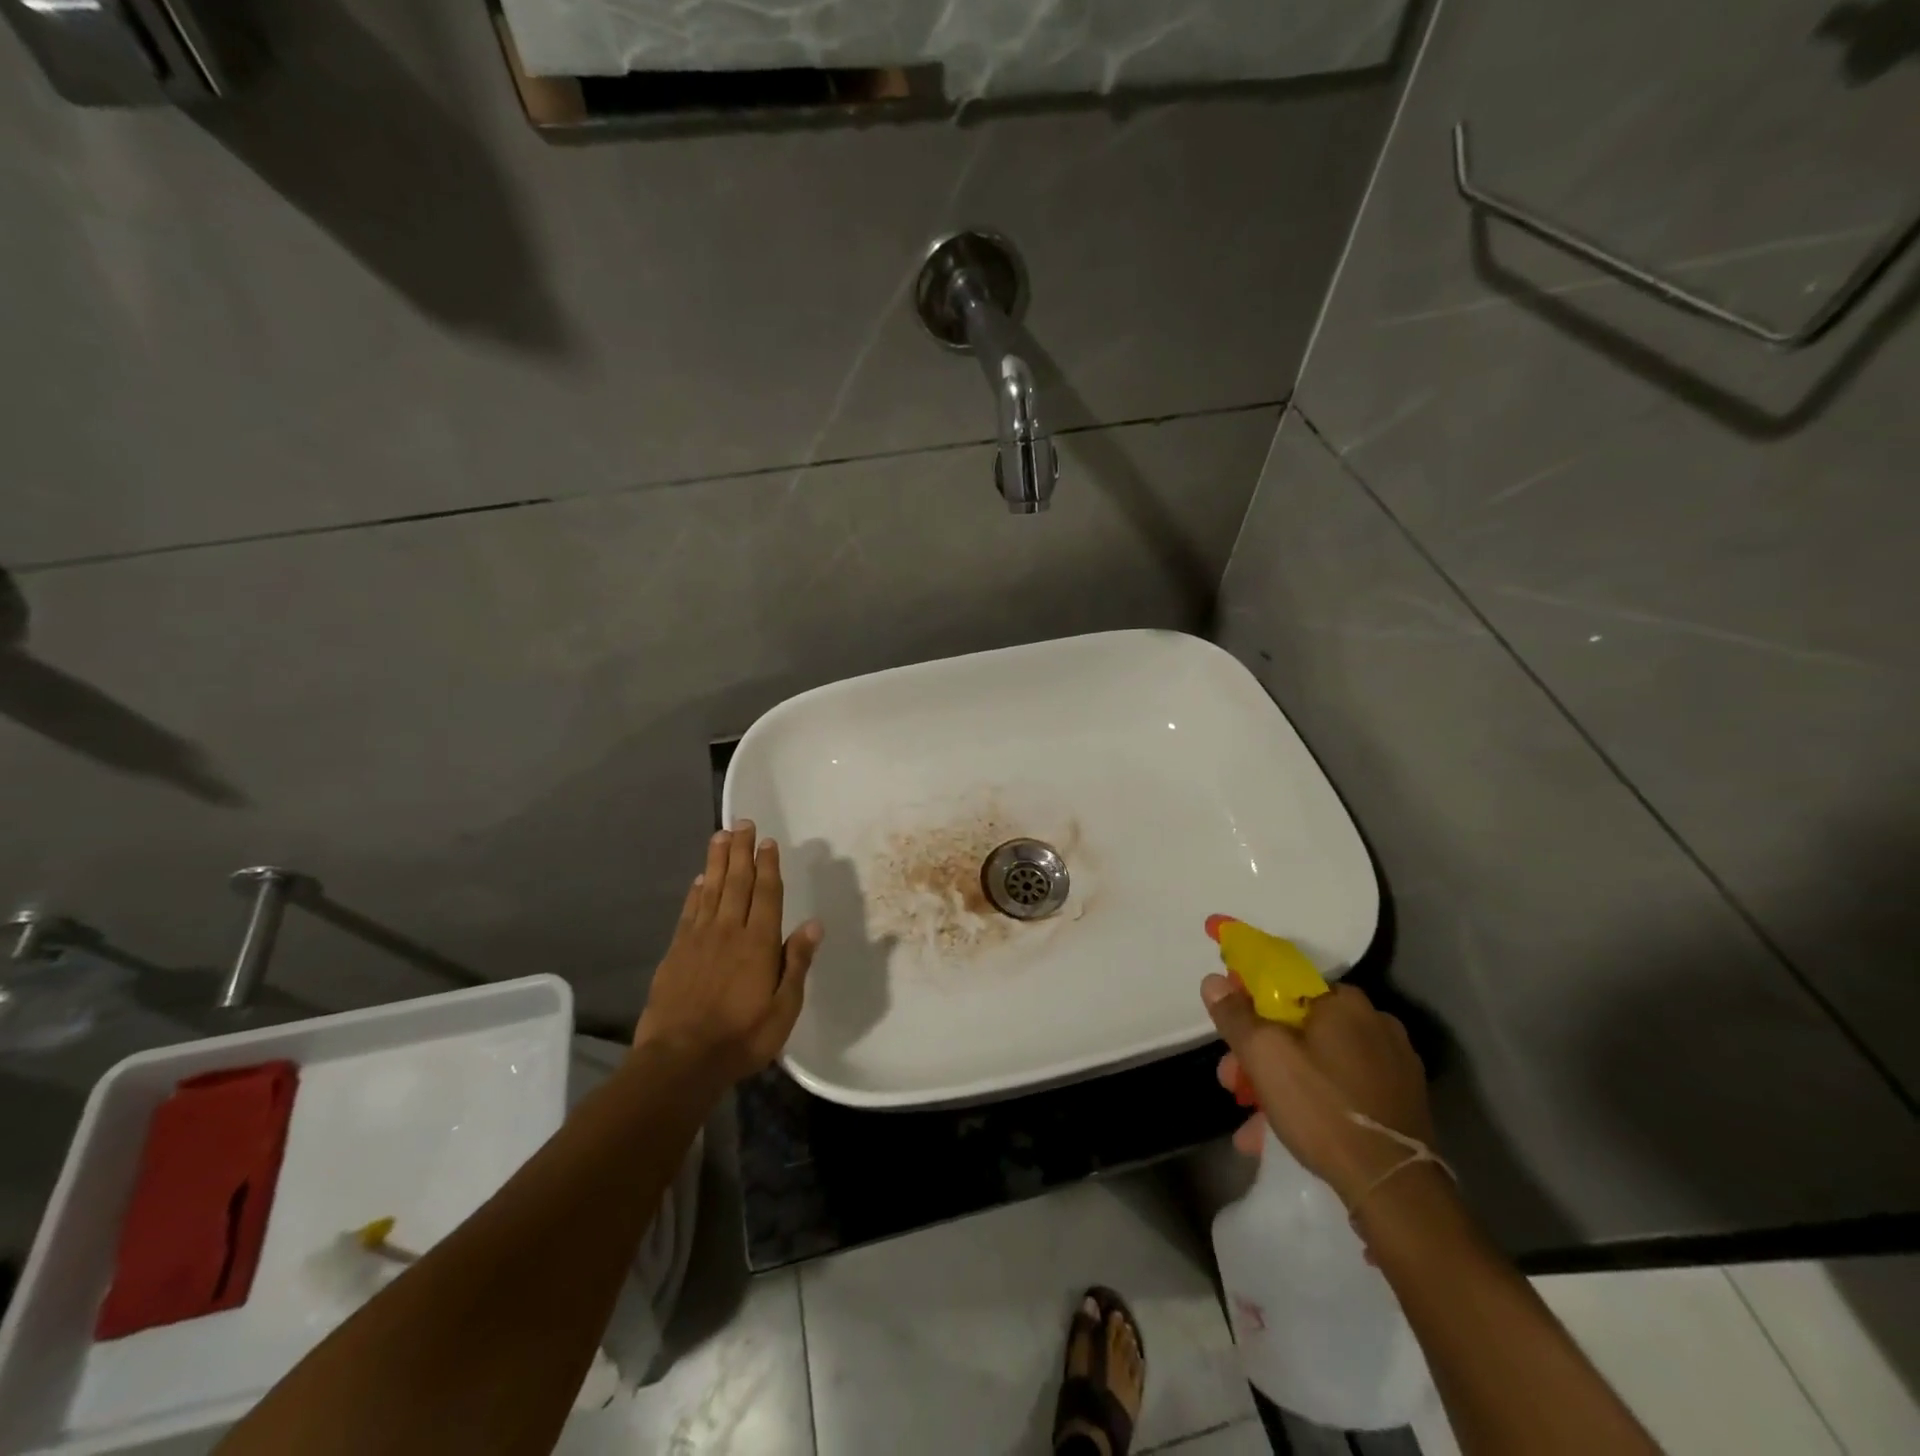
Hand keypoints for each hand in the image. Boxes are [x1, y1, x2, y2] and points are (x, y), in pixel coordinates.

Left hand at [634, 821, 823, 1087]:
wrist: (681, 1060)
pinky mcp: (676, 952)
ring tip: (720, 836)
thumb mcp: (784, 1008)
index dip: (768, 866)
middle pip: (737, 882)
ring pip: (710, 890)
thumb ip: (796, 963)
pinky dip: (695, 892)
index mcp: (759, 943)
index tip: (768, 841)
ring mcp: (699, 939)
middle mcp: (729, 931)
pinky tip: (699, 879)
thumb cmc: (742, 1037)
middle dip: (741, 851)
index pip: (766, 894)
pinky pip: (689, 912)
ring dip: (717, 861)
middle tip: (742, 822)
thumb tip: (814, 924)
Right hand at [1203, 977, 1435, 1207]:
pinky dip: (1313, 1104)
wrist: (1394, 1188)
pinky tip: (1283, 1135)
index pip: (1288, 984)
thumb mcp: (1263, 1056)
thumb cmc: (1322, 1107)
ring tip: (1252, 1122)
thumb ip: (1235, 1015)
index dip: (1251, 1003)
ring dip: (1281, 1084)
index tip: (1231, 1030)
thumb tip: (1214, 980)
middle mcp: (1375, 1024)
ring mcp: (1394, 1066)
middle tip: (1233, 1082)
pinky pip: (1342, 1090)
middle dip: (1261, 1054)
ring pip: (1320, 1063)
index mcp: (1346, 1002)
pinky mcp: (1402, 1104)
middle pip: (1301, 1027)